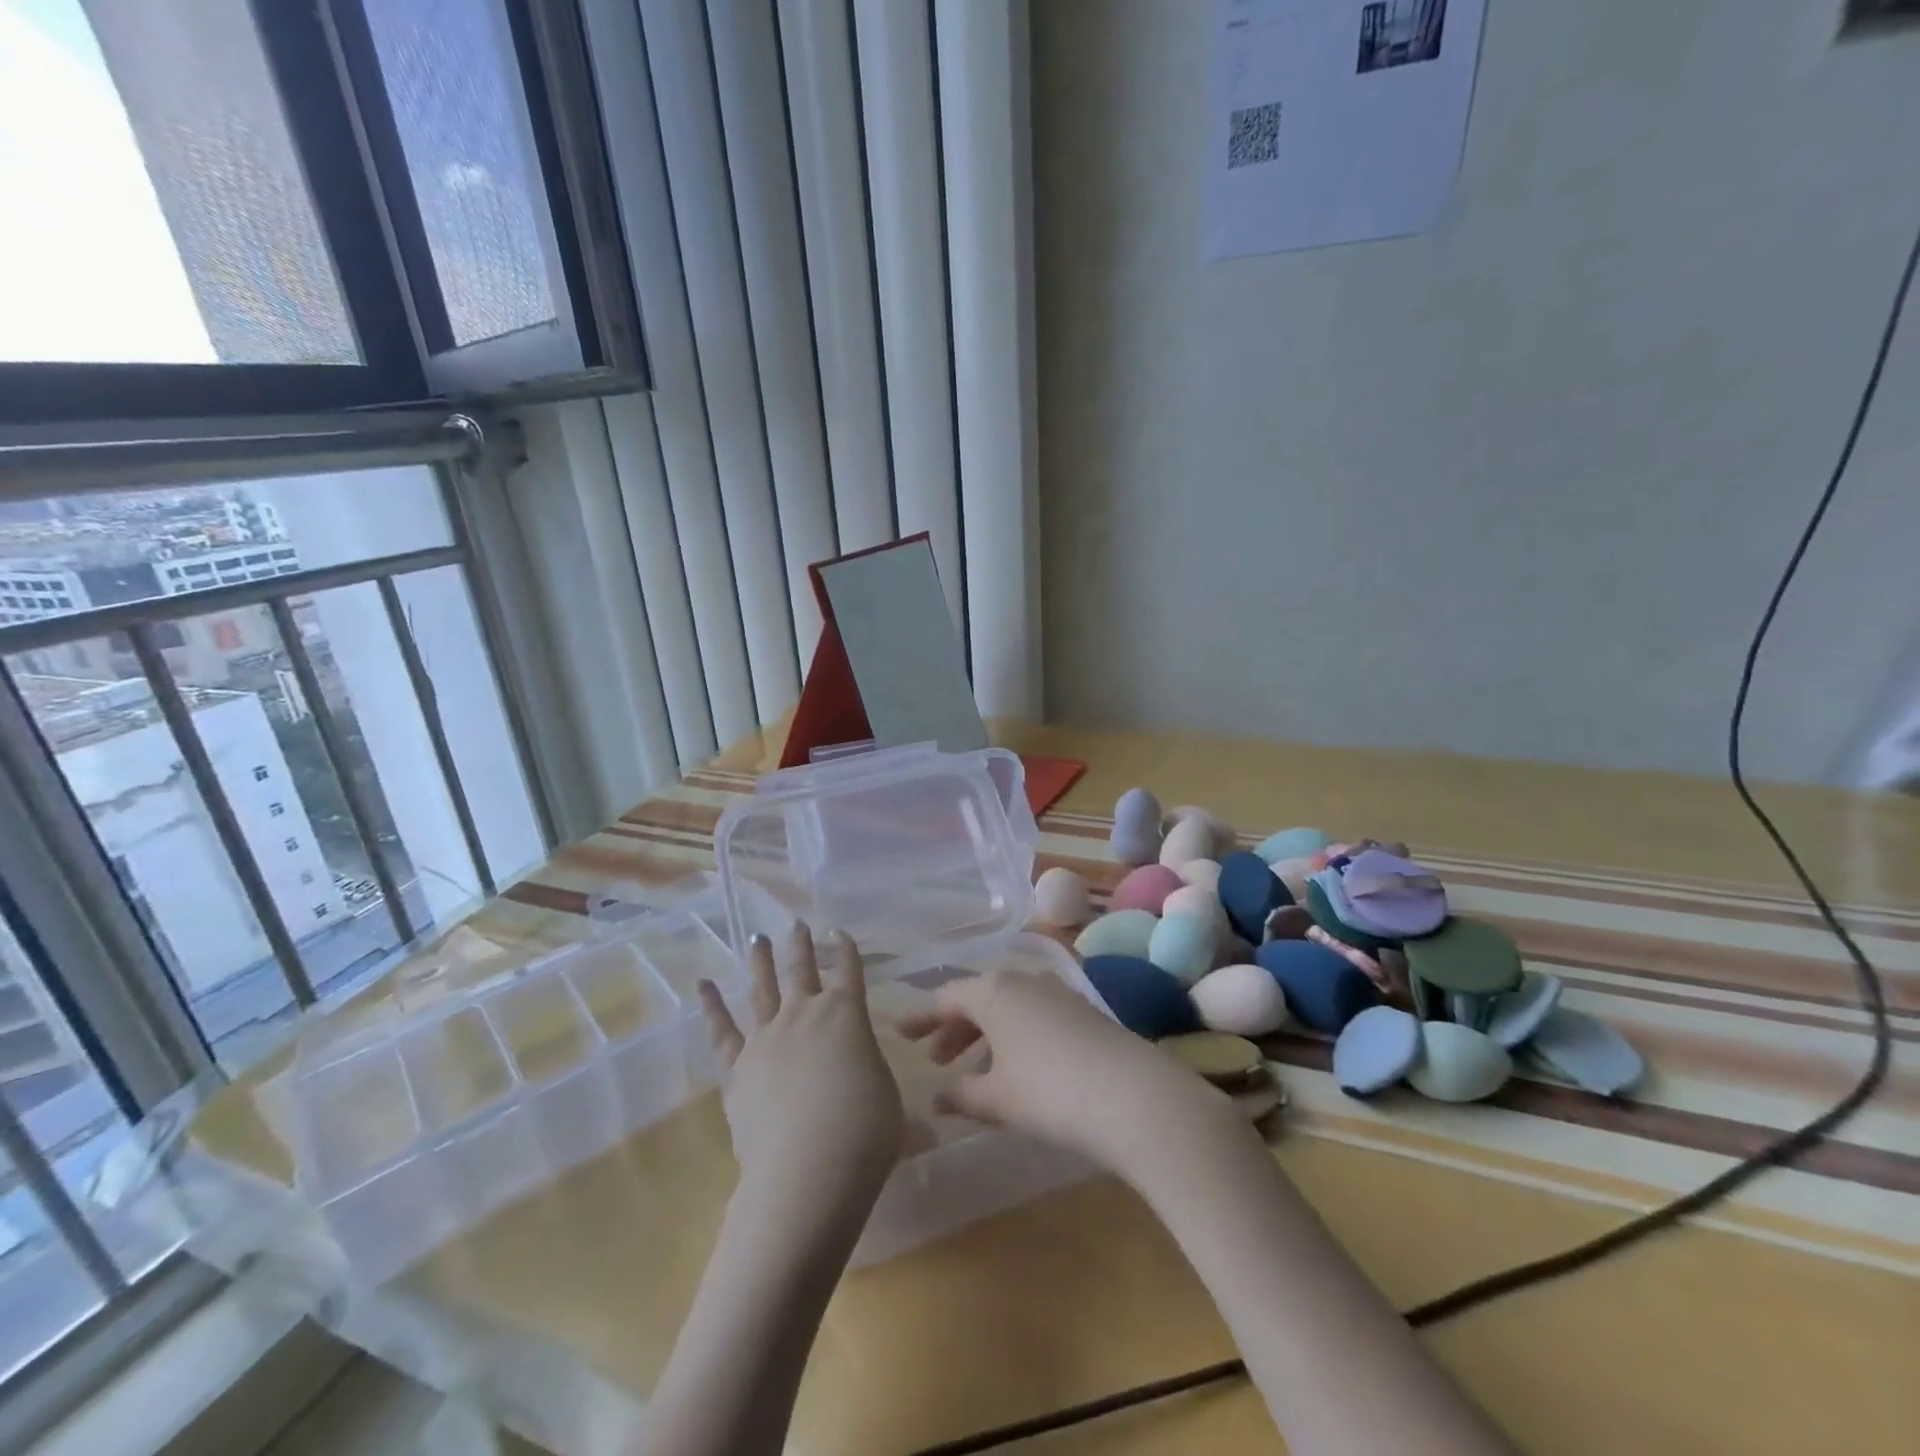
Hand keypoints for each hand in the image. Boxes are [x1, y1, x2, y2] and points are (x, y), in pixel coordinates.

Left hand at [697, 925, 903, 1242]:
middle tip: (796, 924)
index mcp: (847, 1015)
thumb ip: (880, 1088)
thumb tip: (905, 1114)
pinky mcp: (738, 1069)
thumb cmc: (865, 1132)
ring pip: (762, 989)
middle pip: (802, 971)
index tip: (839, 933)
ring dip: (760, 961)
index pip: (849, 972)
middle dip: (801, 946)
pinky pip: (722, 1031)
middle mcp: (805, 1015)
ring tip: (757, 939)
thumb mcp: (888, 1102)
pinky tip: (703, 986)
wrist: (808, 1170)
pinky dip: (711, 1006)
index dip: (846, 950)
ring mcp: (767, 1038)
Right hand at [896, 971, 1232, 1178]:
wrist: (1132, 1095)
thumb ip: (959, 1095)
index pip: (946, 998)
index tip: (899, 1033)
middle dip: (953, 1029)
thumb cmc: (1048, 1092)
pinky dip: (1014, 1037)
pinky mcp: (1083, 1011)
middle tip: (935, 1059)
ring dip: (985, 1035)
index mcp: (993, 991)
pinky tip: (1016, 1069)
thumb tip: (933, 1099)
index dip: (921, 1018)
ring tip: (973, 1072)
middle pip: (978, 999)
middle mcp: (1023, 980)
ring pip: (1008, 1008)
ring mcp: (1057, 992)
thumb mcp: (996, 1098)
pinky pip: (1033, 1016)